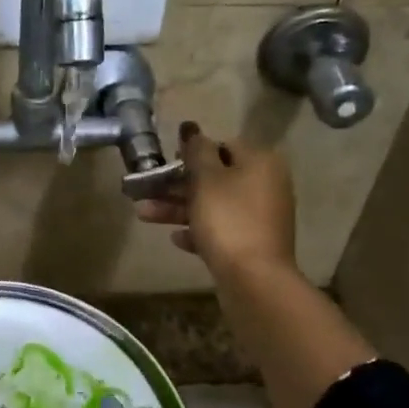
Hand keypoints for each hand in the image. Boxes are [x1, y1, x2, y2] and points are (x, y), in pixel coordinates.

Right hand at [136, 121, 296, 277]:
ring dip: (179, 208)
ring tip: (143, 215)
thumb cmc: (228, 220)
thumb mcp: (207, 179)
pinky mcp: (252, 243)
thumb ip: (197, 151)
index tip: (165, 162)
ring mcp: (260, 216)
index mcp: (260, 162)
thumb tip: (191, 129)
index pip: (223, 145)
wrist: (254, 279)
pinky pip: (221, 230)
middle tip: (146, 190)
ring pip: (214, 205)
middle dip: (177, 184)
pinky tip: (176, 239)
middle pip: (216, 177)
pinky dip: (199, 231)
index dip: (192, 152)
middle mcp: (265, 185)